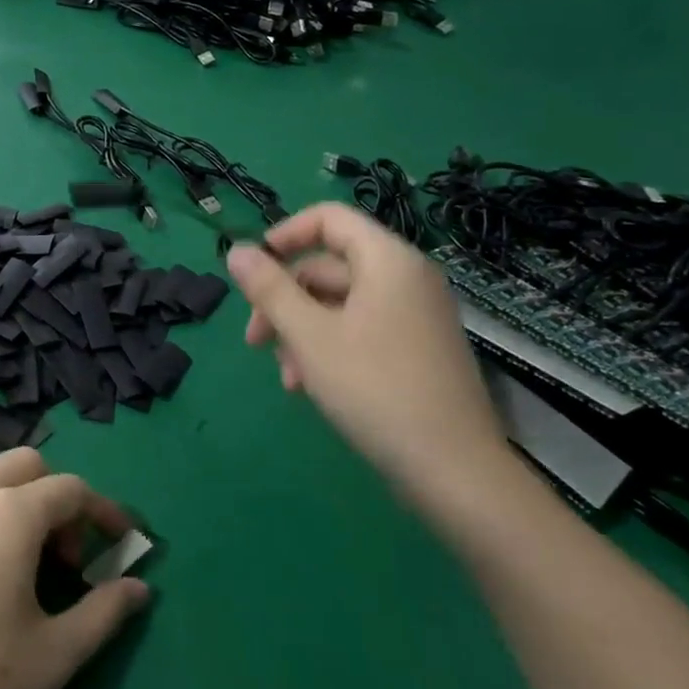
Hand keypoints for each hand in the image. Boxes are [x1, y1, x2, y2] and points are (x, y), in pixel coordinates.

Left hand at [0, 449, 150, 688]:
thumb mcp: (55, 656)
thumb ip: (106, 611)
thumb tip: (140, 588)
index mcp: (7, 514)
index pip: (70, 489)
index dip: (103, 511)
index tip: (121, 540)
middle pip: (25, 465)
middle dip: (55, 497)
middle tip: (62, 556)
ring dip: (11, 502)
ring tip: (14, 565)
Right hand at [226, 203, 506, 507]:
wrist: (454, 470)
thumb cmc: (374, 388)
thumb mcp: (308, 335)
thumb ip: (268, 289)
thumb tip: (235, 250)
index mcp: (387, 261)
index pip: (329, 219)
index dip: (284, 235)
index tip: (253, 270)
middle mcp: (406, 278)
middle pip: (329, 266)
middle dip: (284, 299)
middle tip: (254, 340)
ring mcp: (416, 316)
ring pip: (340, 304)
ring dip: (301, 331)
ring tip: (286, 376)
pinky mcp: (418, 350)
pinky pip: (362, 329)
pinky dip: (329, 347)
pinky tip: (309, 385)